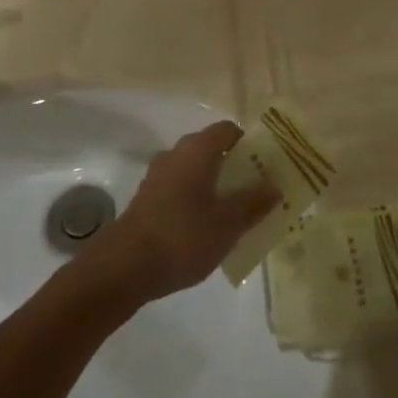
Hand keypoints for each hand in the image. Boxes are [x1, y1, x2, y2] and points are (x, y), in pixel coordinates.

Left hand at [87, 122, 278, 302]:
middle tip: (255, 191)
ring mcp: (158, 176)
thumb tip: (274, 185)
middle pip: (212, 149)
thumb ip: (254, 202)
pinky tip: (205, 229)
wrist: (123, 267)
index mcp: (198, 149)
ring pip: (195, 171)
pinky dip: (195, 200)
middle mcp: (176, 153)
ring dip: (214, 185)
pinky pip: (180, 189)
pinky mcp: (147, 198)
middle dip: (234, 167)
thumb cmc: (183, 236)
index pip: (228, 130)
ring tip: (233, 214)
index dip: (249, 143)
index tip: (265, 165)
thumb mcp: (228, 223)